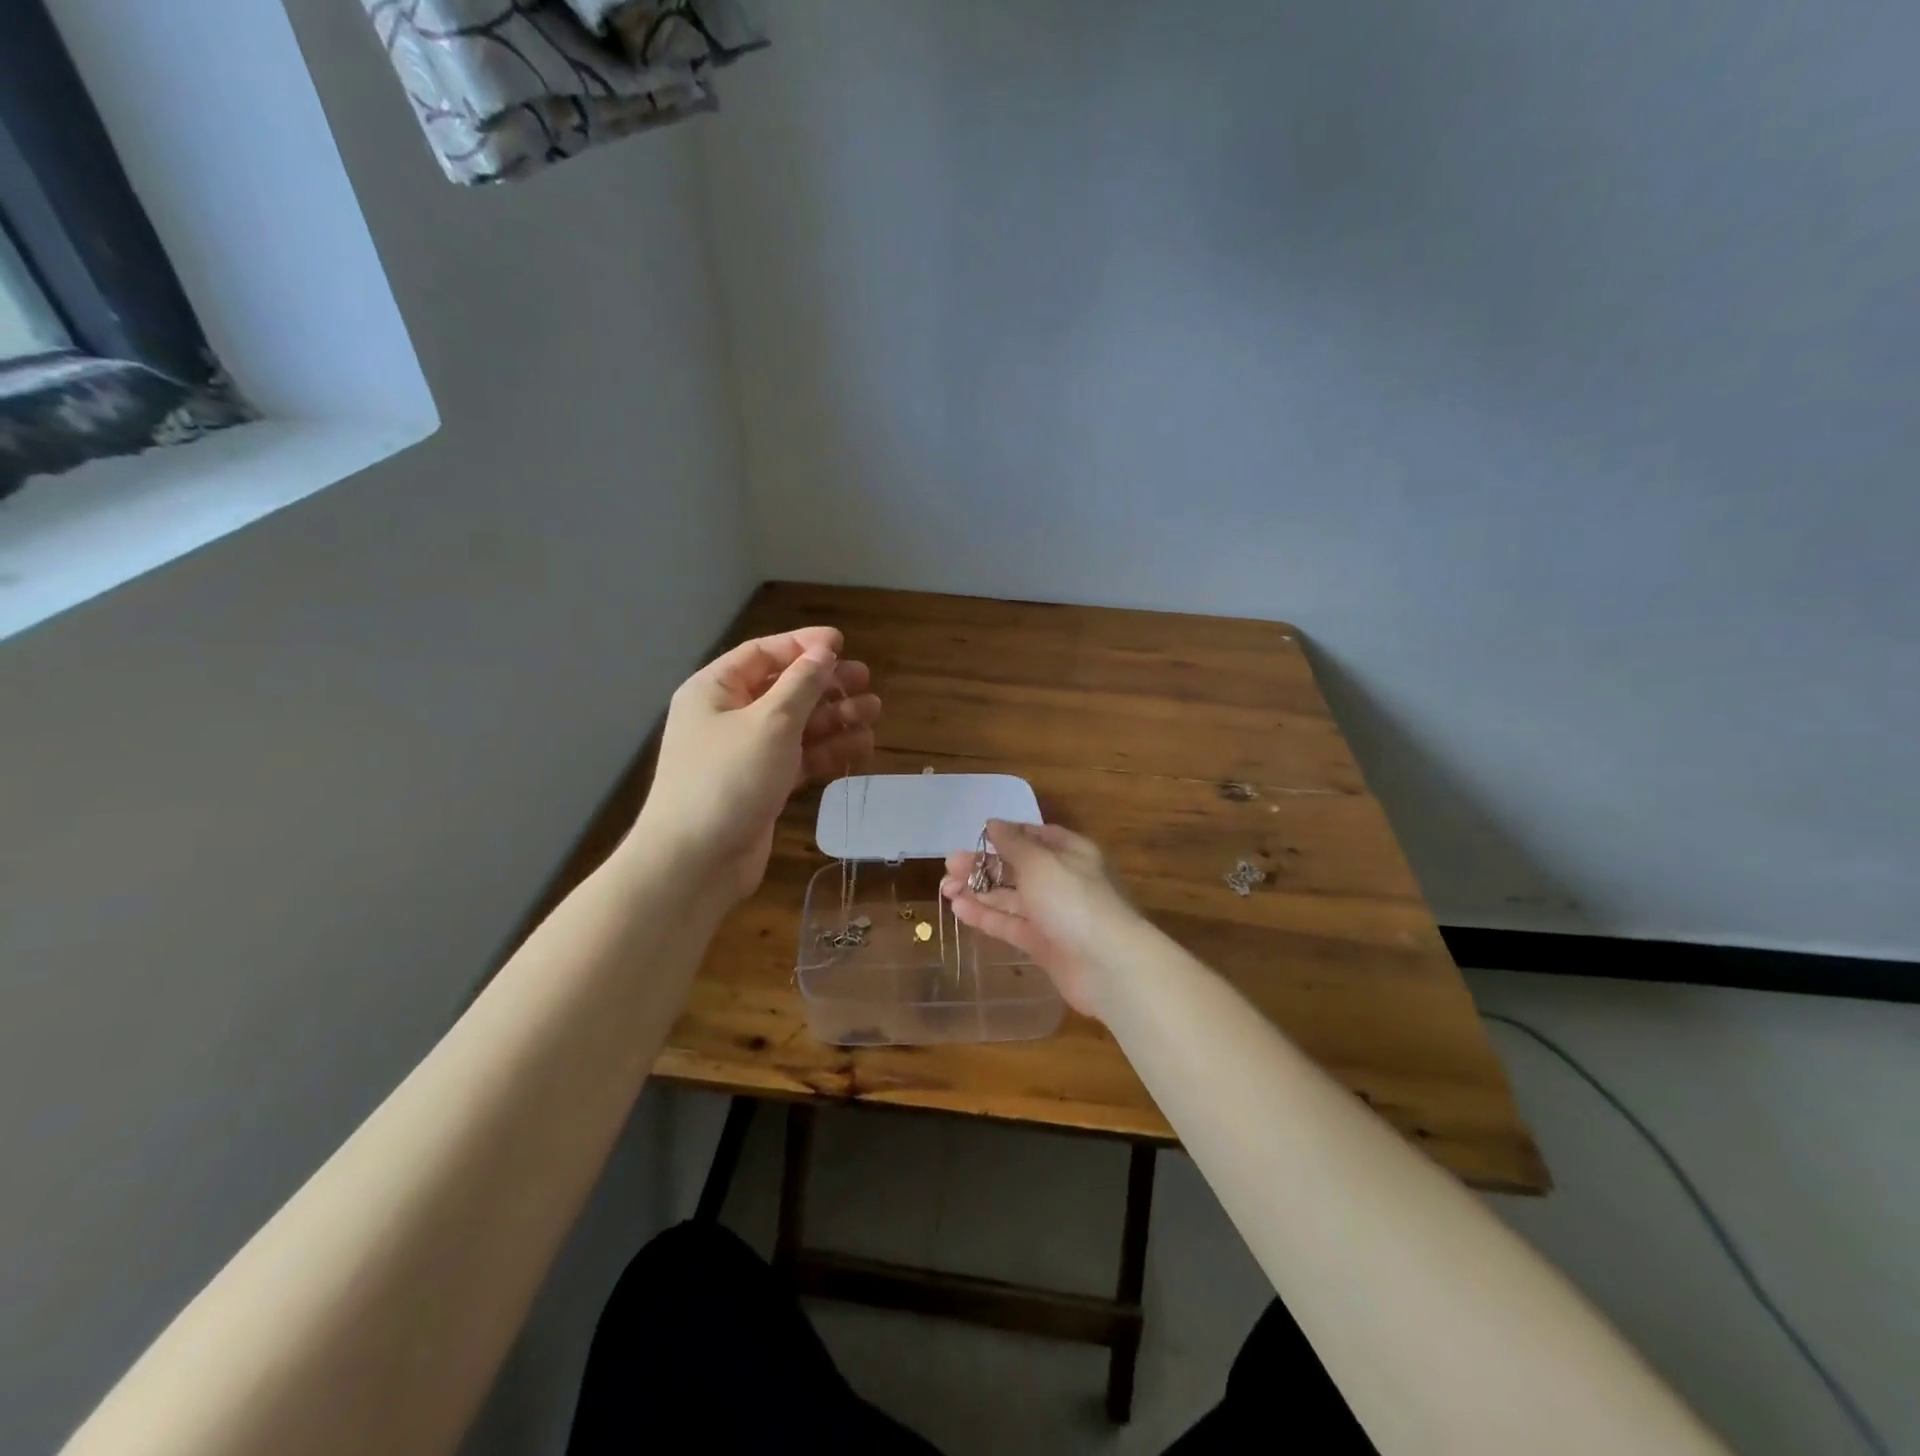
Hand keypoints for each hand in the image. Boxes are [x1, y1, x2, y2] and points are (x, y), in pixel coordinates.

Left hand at [637, 627, 880, 901]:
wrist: (696, 862)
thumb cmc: (729, 778)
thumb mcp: (771, 722)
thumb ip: (802, 684)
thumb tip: (822, 652)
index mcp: (715, 690)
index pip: (763, 654)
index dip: (803, 646)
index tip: (842, 644)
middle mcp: (728, 717)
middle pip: (784, 689)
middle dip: (826, 684)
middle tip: (866, 681)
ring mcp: (745, 754)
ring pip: (797, 726)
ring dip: (834, 718)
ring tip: (873, 713)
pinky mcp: (761, 786)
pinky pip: (799, 758)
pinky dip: (827, 751)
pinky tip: (861, 746)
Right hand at [940, 820, 1142, 1018]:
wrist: (1108, 966)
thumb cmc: (1074, 900)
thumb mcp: (1040, 862)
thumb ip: (1013, 844)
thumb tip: (993, 823)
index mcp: (1070, 852)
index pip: (1035, 836)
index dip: (1006, 834)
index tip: (976, 836)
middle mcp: (1061, 880)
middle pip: (1017, 868)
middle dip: (984, 866)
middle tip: (949, 866)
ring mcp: (1052, 914)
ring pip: (1010, 898)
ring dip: (978, 891)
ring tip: (945, 888)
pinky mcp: (1043, 944)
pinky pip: (1010, 925)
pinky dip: (986, 916)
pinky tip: (959, 909)